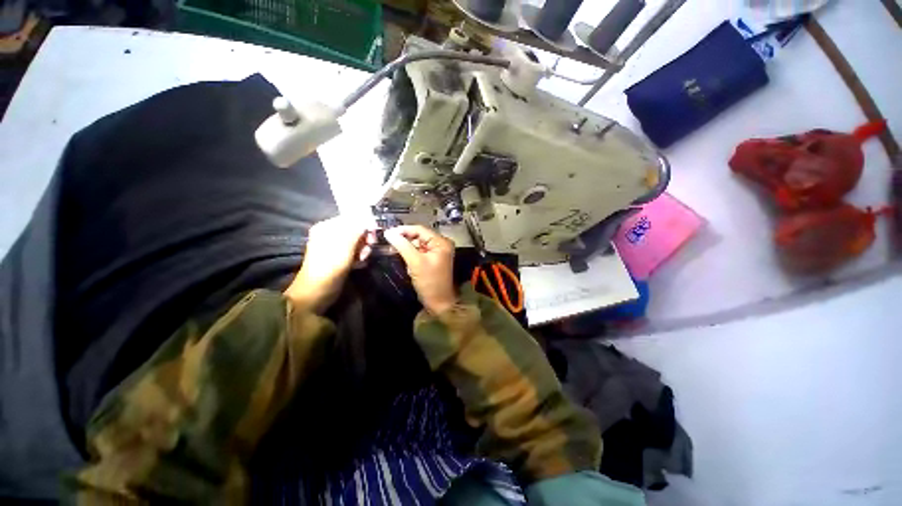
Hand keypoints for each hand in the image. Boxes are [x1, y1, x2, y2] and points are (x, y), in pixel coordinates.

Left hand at [285, 216, 372, 313]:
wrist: (316, 293)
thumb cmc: (329, 267)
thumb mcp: (345, 246)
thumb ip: (357, 230)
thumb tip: (369, 218)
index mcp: (328, 227)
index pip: (352, 218)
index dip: (366, 224)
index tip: (374, 234)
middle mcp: (331, 234)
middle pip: (356, 229)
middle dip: (365, 238)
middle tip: (369, 247)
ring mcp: (335, 246)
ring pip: (357, 242)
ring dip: (364, 249)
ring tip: (363, 258)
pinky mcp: (340, 258)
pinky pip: (355, 251)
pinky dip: (359, 256)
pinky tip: (360, 263)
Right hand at [384, 225, 457, 314]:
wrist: (439, 302)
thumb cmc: (429, 282)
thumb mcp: (415, 262)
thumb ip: (402, 246)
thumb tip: (388, 233)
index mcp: (441, 242)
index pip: (420, 230)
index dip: (403, 230)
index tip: (387, 233)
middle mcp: (441, 244)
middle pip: (418, 236)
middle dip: (404, 240)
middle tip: (388, 243)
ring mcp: (437, 252)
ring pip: (417, 245)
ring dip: (407, 249)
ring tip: (394, 252)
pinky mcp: (433, 260)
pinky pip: (419, 253)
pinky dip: (411, 256)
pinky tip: (406, 263)